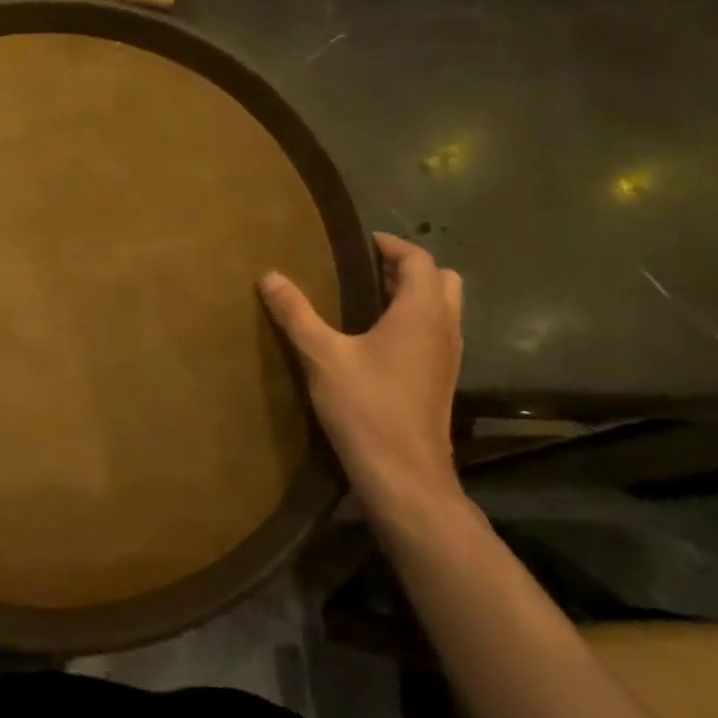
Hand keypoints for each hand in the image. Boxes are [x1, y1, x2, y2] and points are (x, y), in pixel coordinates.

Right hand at [260, 232, 464, 526]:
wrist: (404, 476)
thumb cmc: (366, 407)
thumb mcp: (322, 356)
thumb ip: (296, 313)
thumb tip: (270, 276)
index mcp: (421, 312)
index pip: (418, 259)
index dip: (391, 244)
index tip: (360, 241)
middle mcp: (444, 328)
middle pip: (441, 280)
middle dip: (408, 267)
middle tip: (367, 268)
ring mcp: (448, 358)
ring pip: (443, 308)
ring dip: (414, 295)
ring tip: (368, 299)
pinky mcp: (441, 381)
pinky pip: (435, 333)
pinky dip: (414, 321)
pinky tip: (378, 340)